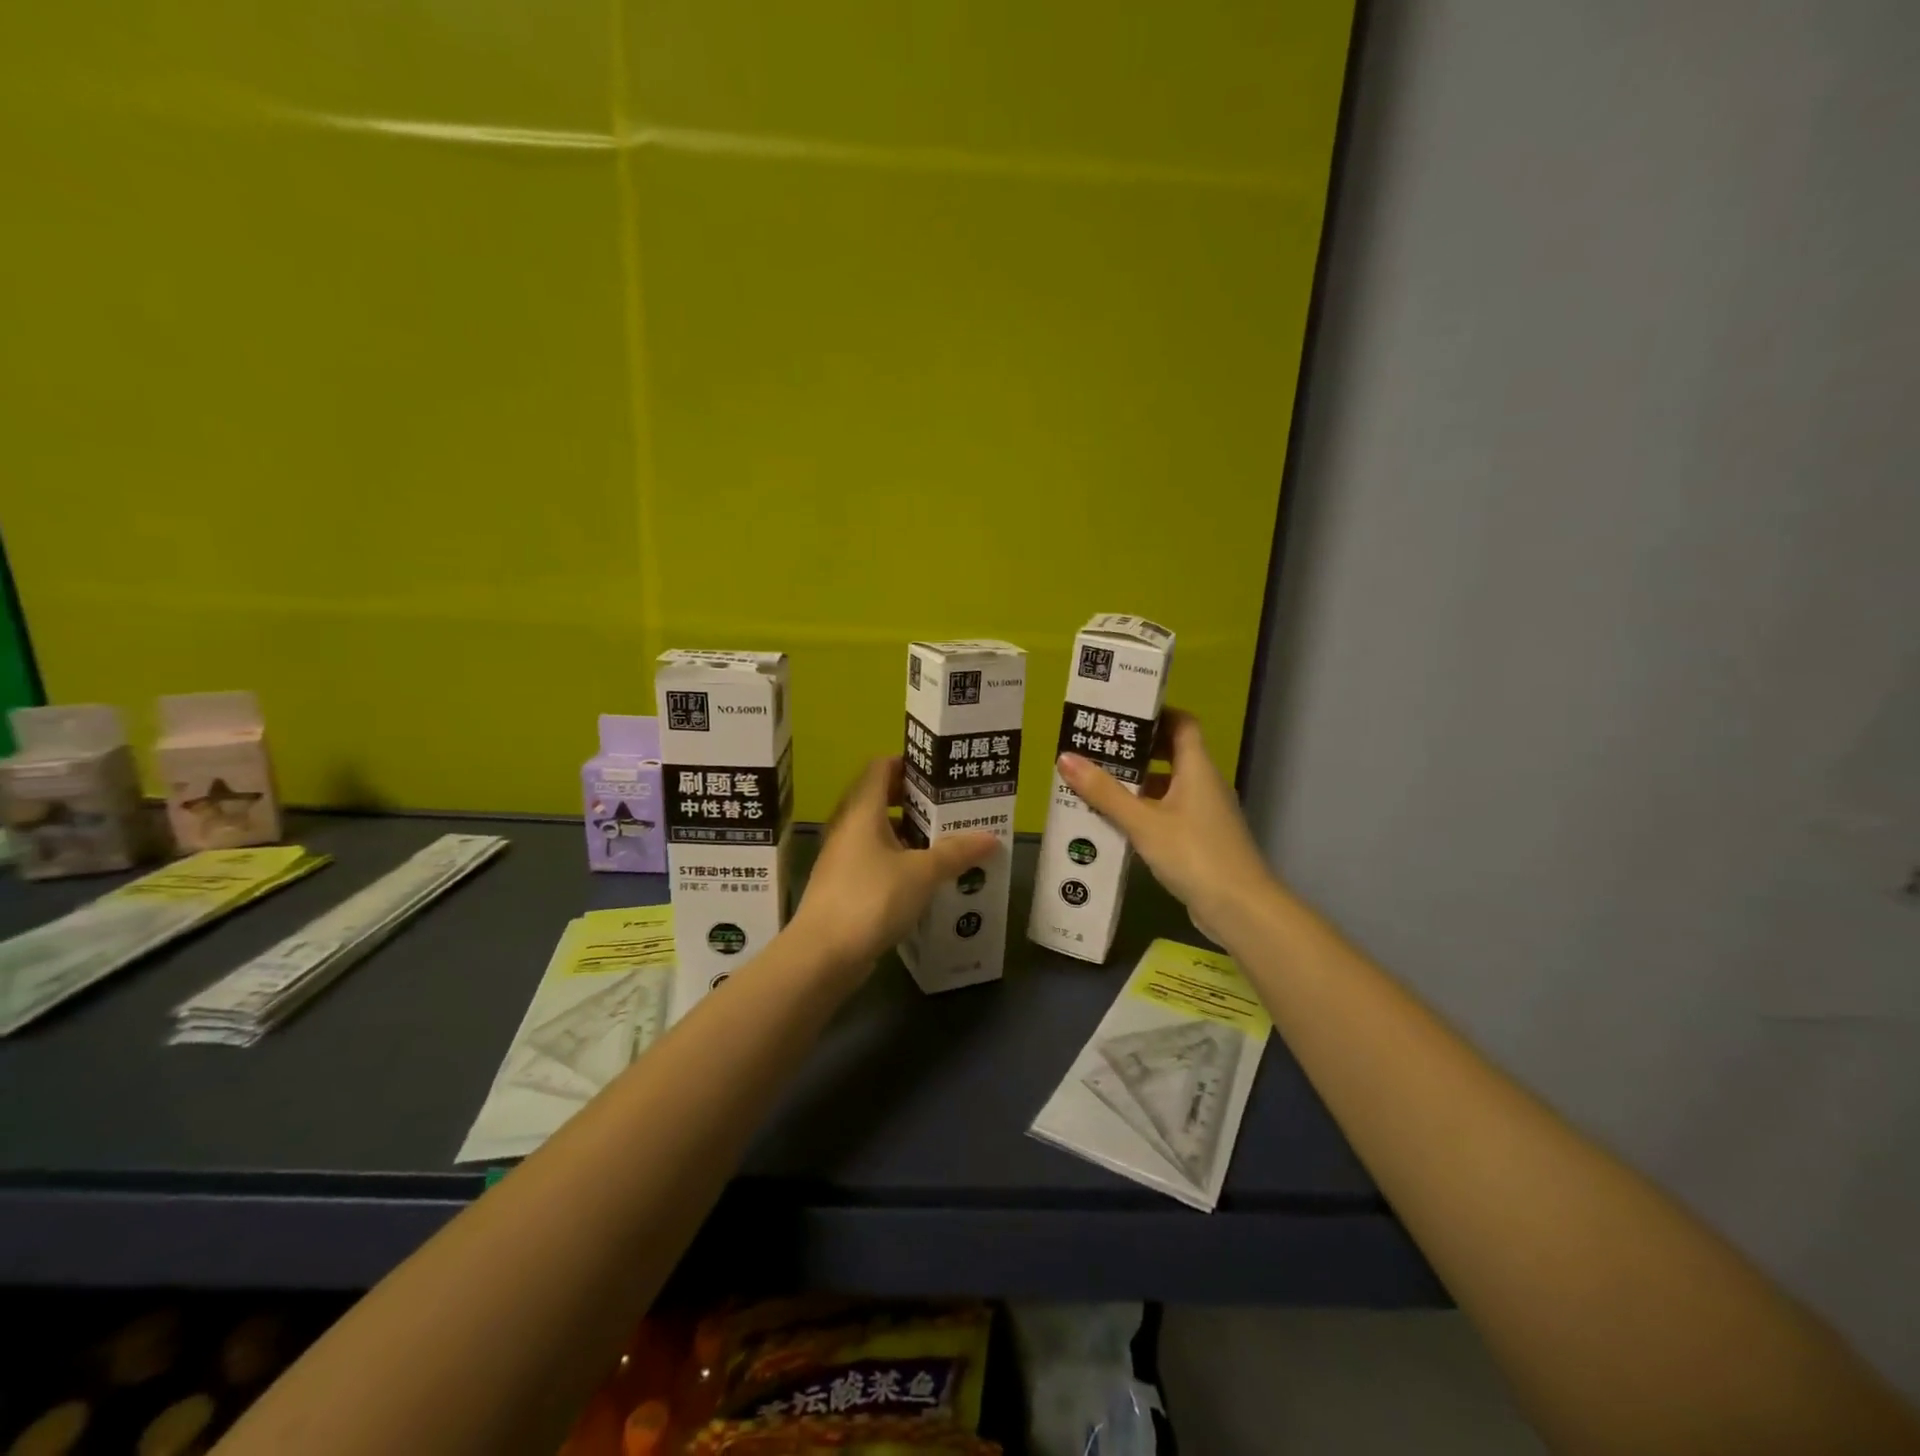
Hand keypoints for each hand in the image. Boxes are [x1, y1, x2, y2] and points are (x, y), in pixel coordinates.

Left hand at [791, 757, 997, 971]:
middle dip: (918, 801)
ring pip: (881, 833)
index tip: (942, 771)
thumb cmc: (871, 898)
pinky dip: (900, 861)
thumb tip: (991, 837)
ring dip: (911, 834)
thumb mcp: (922, 873)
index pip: (882, 767)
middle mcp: (848, 827)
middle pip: (882, 799)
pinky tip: (927, 878)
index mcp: (862, 811)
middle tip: (952, 807)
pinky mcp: (845, 886)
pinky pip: (877, 860)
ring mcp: (844, 858)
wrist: (822, 955)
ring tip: (948, 841)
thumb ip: (956, 852)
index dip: (910, 762)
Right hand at [1058, 709, 1277, 941]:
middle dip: (1136, 748)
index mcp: (1197, 768)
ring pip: (1167, 785)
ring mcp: (1204, 813)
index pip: (1182, 723)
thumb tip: (1065, 757)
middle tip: (1097, 745)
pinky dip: (1144, 810)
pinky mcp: (1200, 839)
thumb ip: (1105, 792)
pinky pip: (1168, 812)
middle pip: (1172, 752)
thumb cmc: (1194, 854)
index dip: (1155, 713)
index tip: (1120, 712)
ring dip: (1136, 782)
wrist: (1240, 909)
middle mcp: (1204, 784)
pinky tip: (1115, 820)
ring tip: (1096, 780)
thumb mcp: (1143, 822)